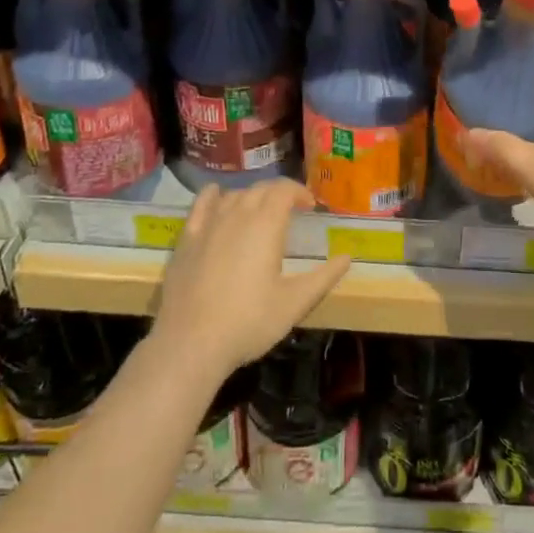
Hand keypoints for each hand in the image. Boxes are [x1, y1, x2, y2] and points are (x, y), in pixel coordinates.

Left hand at [151, 179, 351, 382]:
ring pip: (234, 195)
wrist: (190, 343)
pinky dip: (213, 195)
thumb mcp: (295, 303)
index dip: (299, 192)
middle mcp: (237, 215)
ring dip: (251, 196)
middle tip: (291, 209)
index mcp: (266, 225)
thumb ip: (324, 277)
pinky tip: (217, 194)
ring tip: (260, 211)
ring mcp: (209, 225)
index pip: (284, 190)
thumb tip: (347, 257)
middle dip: (278, 193)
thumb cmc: (249, 322)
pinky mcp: (186, 239)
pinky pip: (201, 205)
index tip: (310, 206)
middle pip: (260, 189)